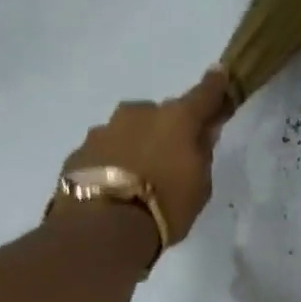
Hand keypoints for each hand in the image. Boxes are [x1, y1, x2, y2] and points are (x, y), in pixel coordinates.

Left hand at [60, 69, 231, 244]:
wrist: (104, 228)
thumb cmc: (166, 206)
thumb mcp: (200, 186)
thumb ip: (201, 154)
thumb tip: (202, 133)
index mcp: (176, 119)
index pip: (203, 95)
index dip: (215, 86)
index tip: (220, 73)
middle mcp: (138, 114)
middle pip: (160, 115)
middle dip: (167, 131)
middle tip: (172, 159)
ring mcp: (104, 130)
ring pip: (128, 131)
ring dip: (137, 146)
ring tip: (139, 180)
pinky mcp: (80, 151)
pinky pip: (105, 152)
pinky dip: (114, 163)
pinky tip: (116, 188)